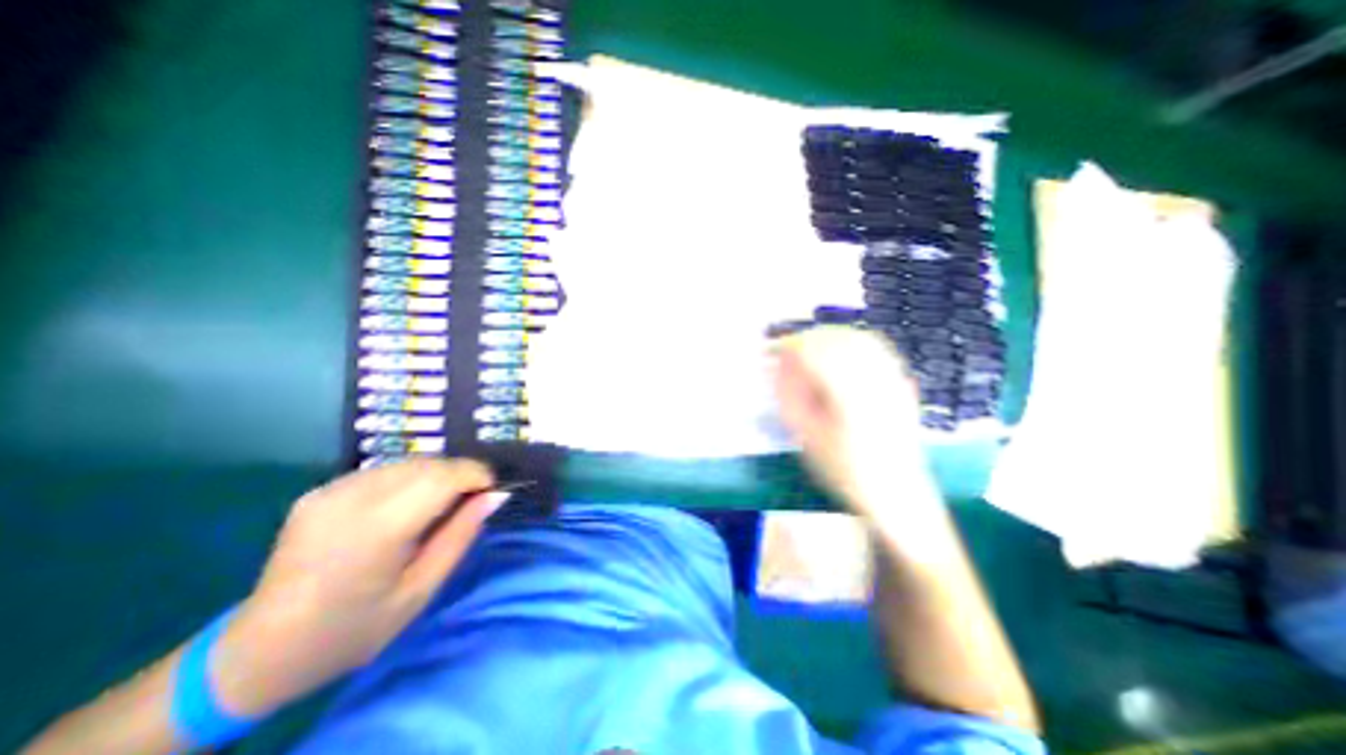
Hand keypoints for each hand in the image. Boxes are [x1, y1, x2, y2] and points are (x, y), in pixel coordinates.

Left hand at [212, 459, 507, 713]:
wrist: (258, 654)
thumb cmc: (353, 630)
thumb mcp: (421, 591)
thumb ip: (461, 535)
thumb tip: (495, 496)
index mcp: (376, 529)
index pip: (442, 477)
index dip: (476, 474)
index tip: (492, 490)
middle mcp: (351, 499)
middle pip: (428, 464)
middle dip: (459, 475)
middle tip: (469, 503)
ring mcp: (331, 491)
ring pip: (408, 463)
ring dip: (436, 476)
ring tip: (438, 507)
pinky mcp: (321, 491)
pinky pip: (384, 471)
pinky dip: (409, 480)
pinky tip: (404, 508)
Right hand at [774, 328, 931, 516]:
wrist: (896, 494)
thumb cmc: (844, 471)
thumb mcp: (806, 437)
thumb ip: (789, 397)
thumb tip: (774, 367)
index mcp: (847, 393)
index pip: (813, 351)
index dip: (787, 346)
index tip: (768, 351)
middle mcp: (874, 377)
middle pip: (836, 338)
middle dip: (806, 339)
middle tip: (784, 351)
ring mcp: (893, 378)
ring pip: (856, 337)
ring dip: (828, 337)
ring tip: (807, 349)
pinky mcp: (901, 382)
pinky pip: (875, 348)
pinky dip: (851, 342)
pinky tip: (838, 353)